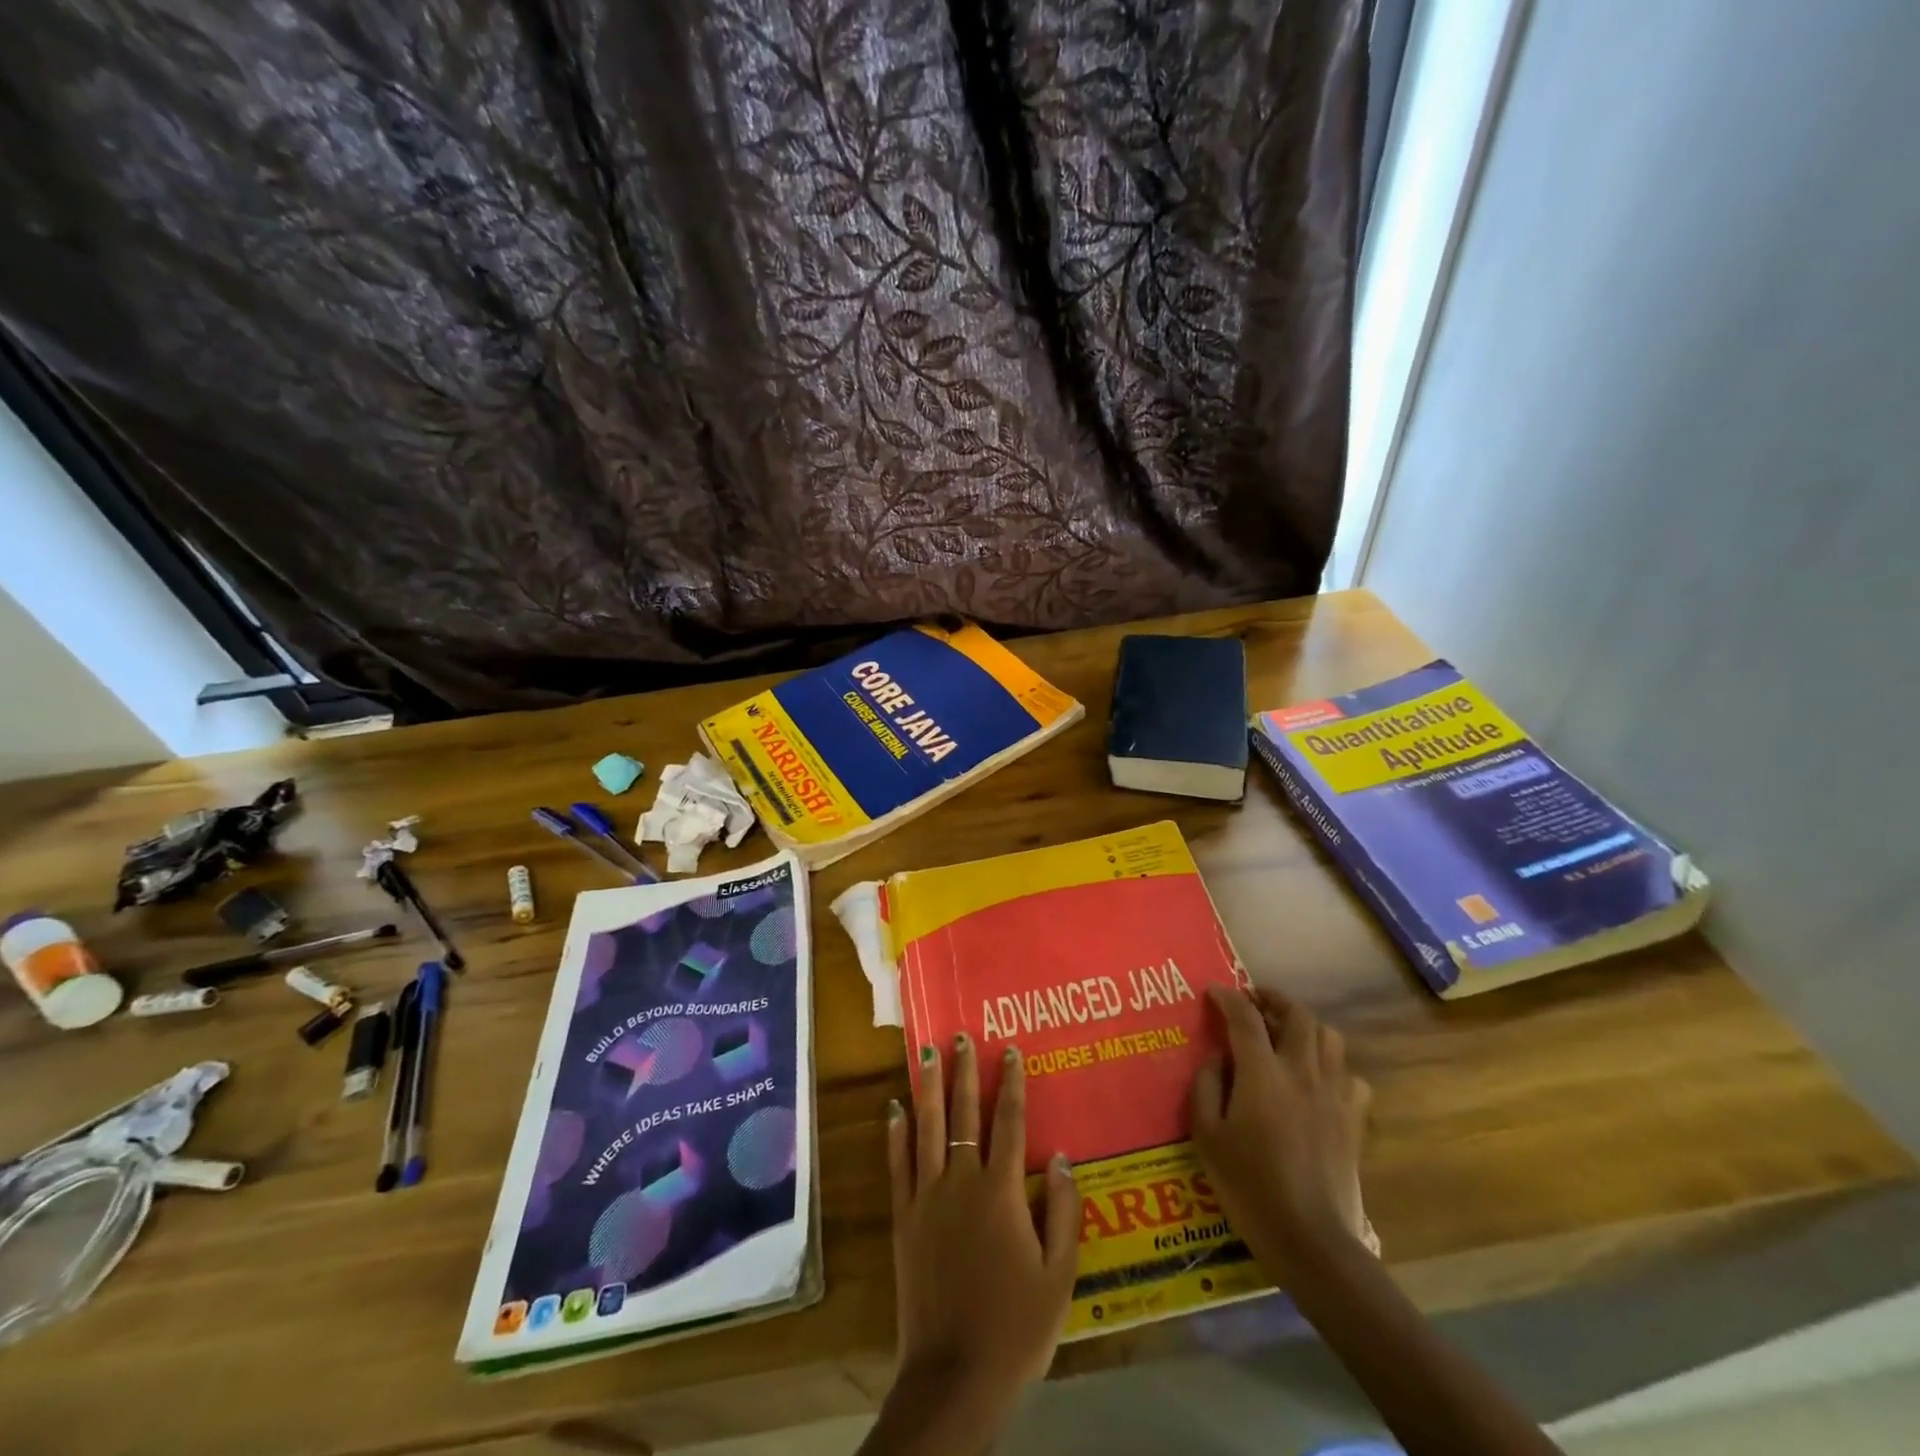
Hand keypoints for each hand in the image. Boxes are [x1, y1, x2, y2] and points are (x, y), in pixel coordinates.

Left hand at [885, 1035, 1078, 1425]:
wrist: (955, 1374)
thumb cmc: (1016, 1327)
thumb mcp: (1060, 1277)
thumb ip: (1066, 1214)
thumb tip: (1065, 1158)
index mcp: (1003, 1192)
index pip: (1010, 1124)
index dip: (1012, 1084)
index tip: (1009, 1050)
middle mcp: (962, 1182)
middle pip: (964, 1115)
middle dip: (964, 1072)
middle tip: (960, 1036)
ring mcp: (928, 1197)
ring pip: (927, 1129)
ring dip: (929, 1088)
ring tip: (927, 1053)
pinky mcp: (904, 1218)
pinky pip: (898, 1166)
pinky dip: (895, 1134)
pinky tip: (893, 1107)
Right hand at [1191, 985, 1371, 1284]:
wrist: (1311, 1240)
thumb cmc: (1249, 1186)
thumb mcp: (1207, 1136)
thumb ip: (1206, 1087)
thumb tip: (1217, 1058)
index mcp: (1263, 1073)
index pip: (1245, 1017)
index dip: (1228, 997)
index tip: (1214, 992)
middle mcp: (1302, 1072)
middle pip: (1297, 1015)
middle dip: (1274, 999)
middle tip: (1254, 1003)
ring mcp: (1334, 1095)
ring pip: (1329, 1038)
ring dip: (1305, 1026)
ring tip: (1285, 1034)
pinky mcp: (1354, 1121)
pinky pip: (1351, 1077)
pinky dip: (1333, 1068)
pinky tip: (1317, 1081)